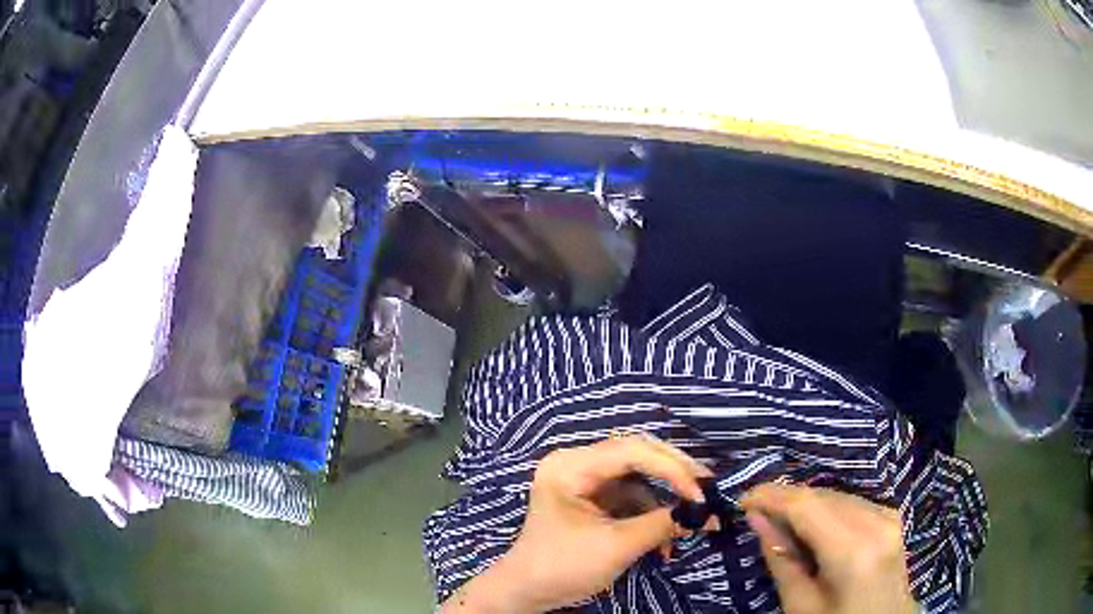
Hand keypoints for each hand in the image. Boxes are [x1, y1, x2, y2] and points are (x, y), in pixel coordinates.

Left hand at [440, 434, 711, 612]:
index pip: (632, 451)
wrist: (529, 592)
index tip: (702, 493)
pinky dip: (652, 514)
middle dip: (675, 475)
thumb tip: (706, 512)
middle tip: (707, 490)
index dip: (672, 468)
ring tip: (693, 519)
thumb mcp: (616, 546)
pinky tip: (667, 539)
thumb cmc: (563, 567)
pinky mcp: (594, 498)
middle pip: (638, 455)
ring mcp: (585, 480)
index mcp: (571, 467)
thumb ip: (662, 524)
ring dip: (666, 499)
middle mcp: (577, 463)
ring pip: (640, 476)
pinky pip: (632, 496)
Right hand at [741, 484, 916, 613]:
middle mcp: (876, 522)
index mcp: (853, 551)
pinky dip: (826, 508)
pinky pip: (851, 501)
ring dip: (805, 504)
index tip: (742, 499)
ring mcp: (888, 516)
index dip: (771, 496)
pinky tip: (812, 525)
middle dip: (786, 499)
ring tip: (780, 521)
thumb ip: (780, 559)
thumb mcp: (800, 605)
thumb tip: (756, 518)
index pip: (807, 506)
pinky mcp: (892, 516)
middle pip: (822, 496)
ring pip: (836, 495)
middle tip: (756, 513)